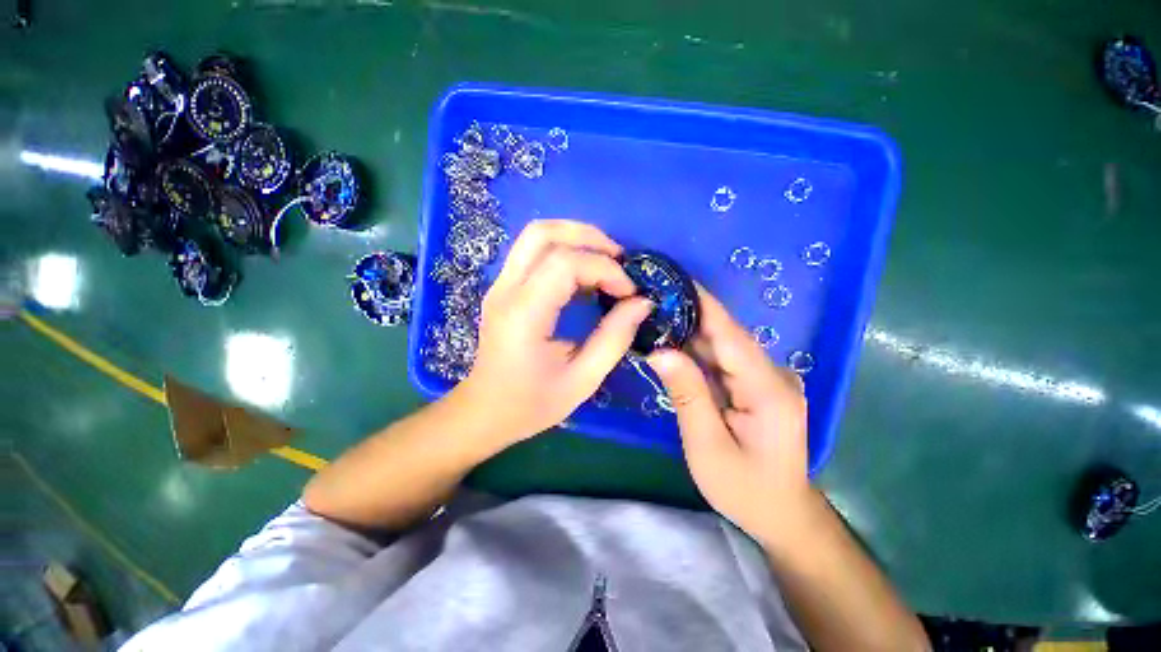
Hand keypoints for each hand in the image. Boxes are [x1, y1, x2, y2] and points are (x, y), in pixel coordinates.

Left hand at [454, 220, 653, 445]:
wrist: (484, 412)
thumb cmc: (531, 404)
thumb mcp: (582, 380)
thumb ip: (614, 339)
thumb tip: (642, 303)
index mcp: (523, 315)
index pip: (565, 264)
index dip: (604, 269)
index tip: (628, 292)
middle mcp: (506, 290)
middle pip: (543, 233)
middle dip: (588, 236)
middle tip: (619, 259)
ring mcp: (500, 286)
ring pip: (535, 235)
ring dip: (575, 238)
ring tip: (606, 262)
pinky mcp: (503, 288)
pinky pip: (533, 253)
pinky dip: (564, 251)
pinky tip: (584, 275)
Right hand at [646, 287, 810, 546]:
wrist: (782, 513)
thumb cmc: (745, 489)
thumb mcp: (708, 447)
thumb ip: (687, 395)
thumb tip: (660, 352)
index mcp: (766, 388)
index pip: (729, 332)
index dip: (701, 303)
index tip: (671, 280)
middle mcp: (771, 374)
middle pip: (725, 334)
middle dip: (687, 313)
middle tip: (650, 297)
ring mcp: (766, 378)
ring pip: (722, 344)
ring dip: (688, 329)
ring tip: (654, 313)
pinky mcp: (756, 384)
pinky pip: (722, 359)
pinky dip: (696, 349)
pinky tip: (671, 341)